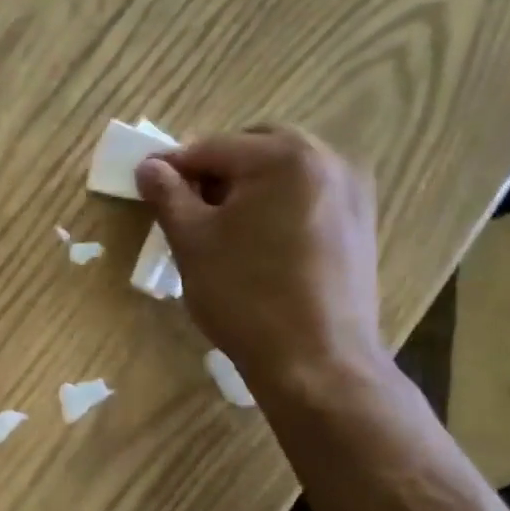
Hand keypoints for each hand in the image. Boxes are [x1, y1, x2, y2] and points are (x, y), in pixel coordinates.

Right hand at [135, 127, 387, 400]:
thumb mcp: (192, 243)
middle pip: (253, 149)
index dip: (172, 167)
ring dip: (248, 187)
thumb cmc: (246, 296)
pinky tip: (259, 244)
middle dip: (216, 171)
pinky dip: (277, 205)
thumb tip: (149, 165)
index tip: (147, 186)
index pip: (211, 148)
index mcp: (283, 156)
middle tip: (187, 209)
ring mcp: (352, 191)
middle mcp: (327, 160)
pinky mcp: (361, 224)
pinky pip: (308, 196)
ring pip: (283, 172)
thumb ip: (168, 195)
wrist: (318, 362)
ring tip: (222, 229)